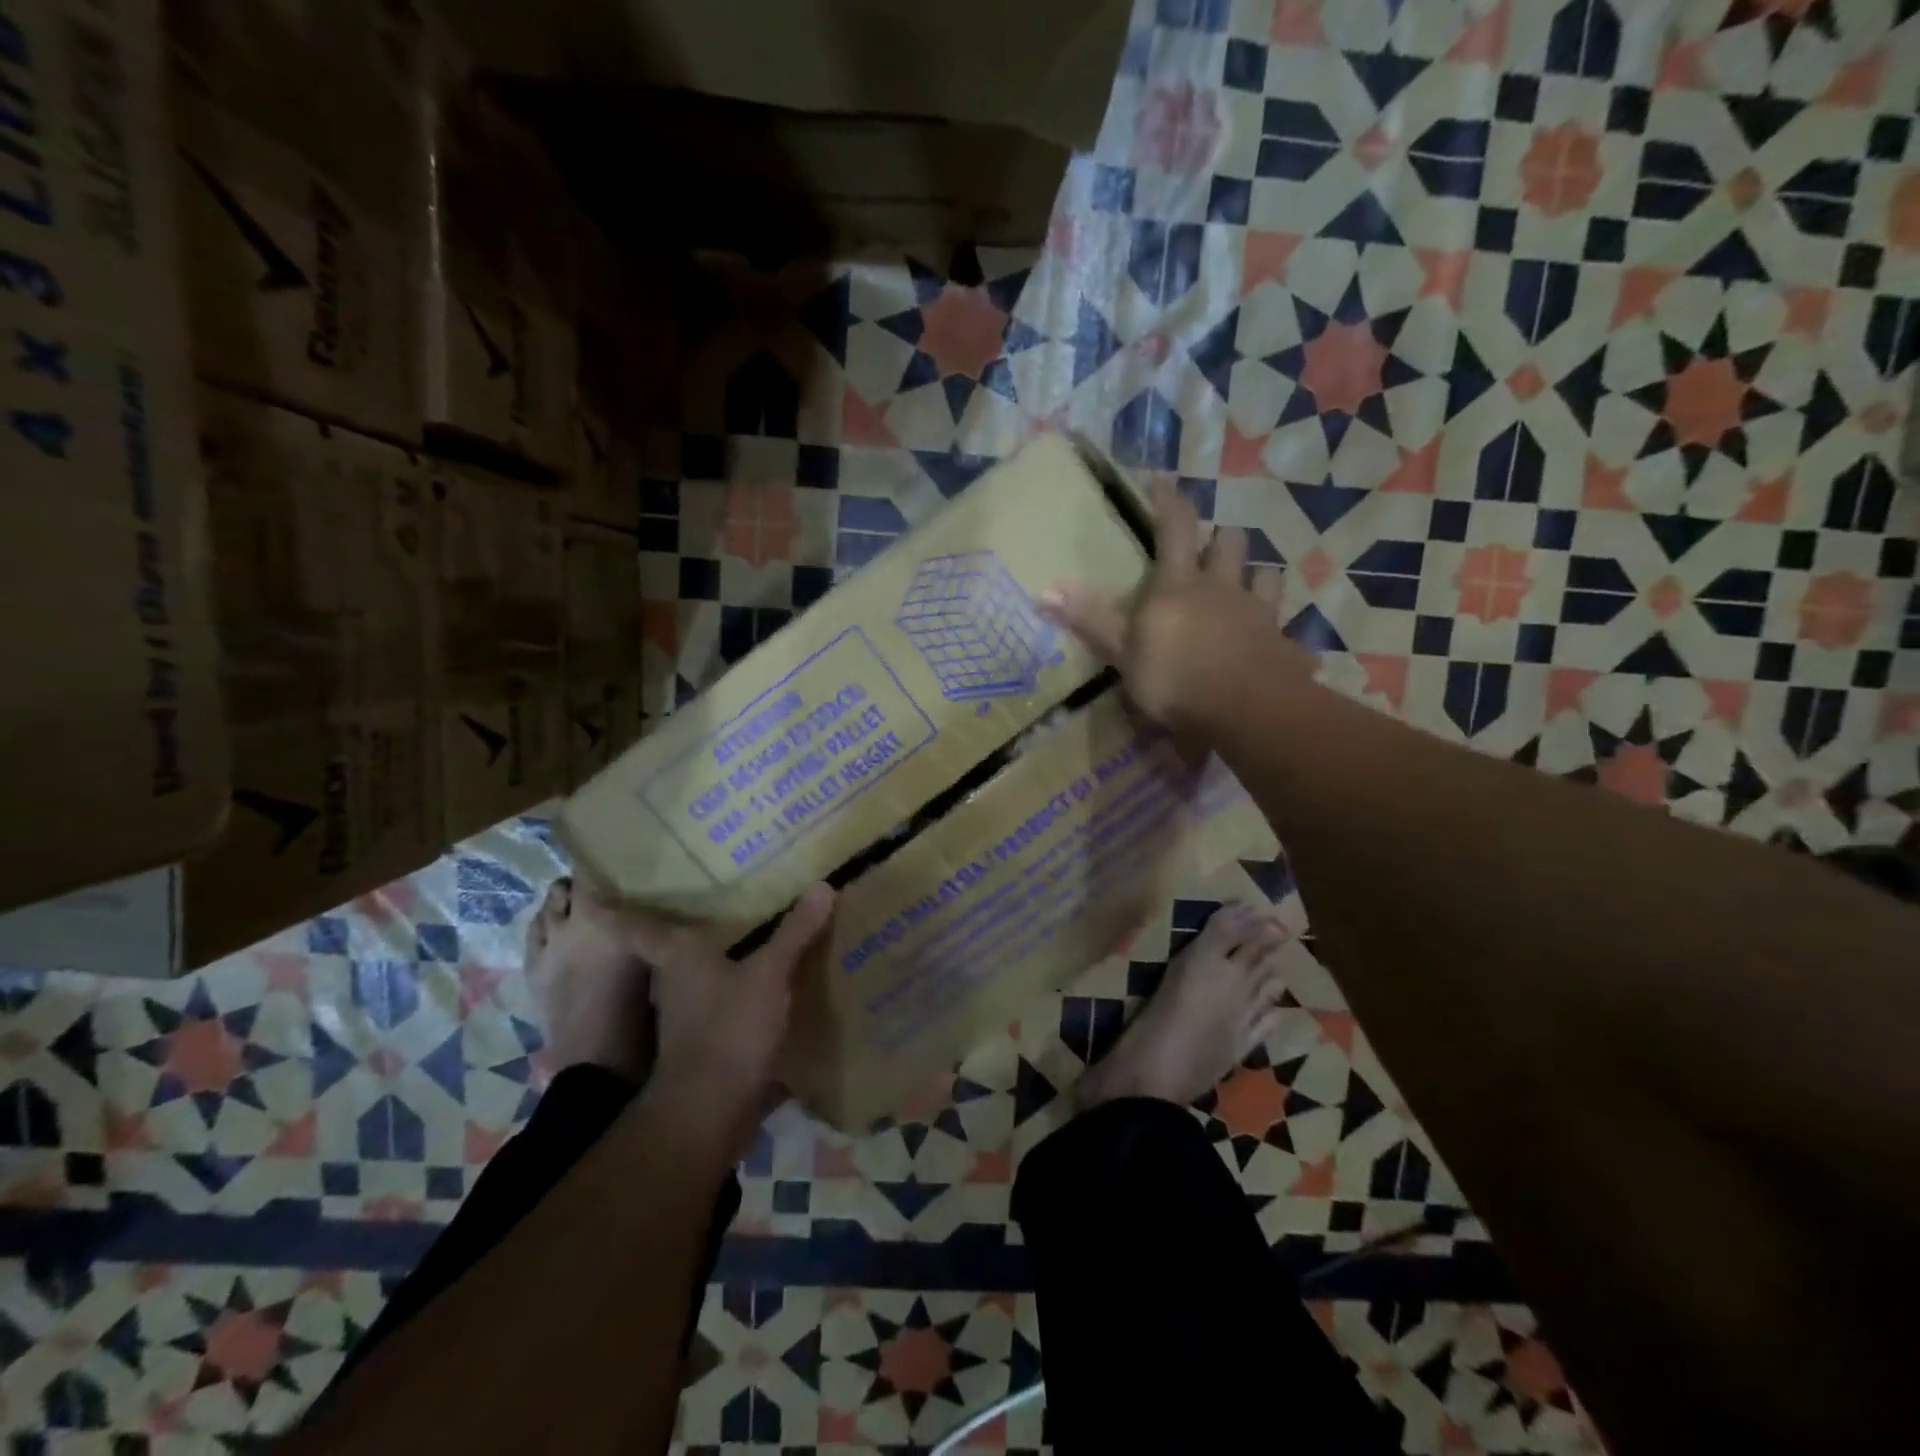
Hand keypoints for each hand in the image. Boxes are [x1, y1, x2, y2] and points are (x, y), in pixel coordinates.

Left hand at [616, 884, 835, 1156]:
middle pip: (669, 946)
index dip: (614, 904)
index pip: (633, 924)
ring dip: (715, 955)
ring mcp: (689, 1015)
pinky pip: (723, 1002)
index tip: (602, 882)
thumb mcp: (769, 974)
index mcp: (677, 955)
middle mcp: (674, 981)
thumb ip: (794, 932)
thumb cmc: (728, 1028)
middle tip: (710, 888)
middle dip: (683, 921)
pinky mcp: (709, 1042)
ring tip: (750, 927)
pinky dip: (738, 989)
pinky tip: (769, 980)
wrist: (711, 1112)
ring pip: (698, 974)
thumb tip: (823, 885)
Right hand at [1039, 478, 1308, 734]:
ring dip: (1255, 575)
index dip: (1168, 501)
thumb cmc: (1177, 680)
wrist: (1248, 710)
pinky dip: (1275, 629)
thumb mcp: (1123, 654)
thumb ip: (1091, 621)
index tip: (1162, 482)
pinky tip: (1271, 643)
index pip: (1175, 527)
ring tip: (1244, 589)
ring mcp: (1258, 613)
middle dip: (1220, 538)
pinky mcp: (1283, 643)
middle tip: (1208, 550)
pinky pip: (1283, 626)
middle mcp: (1222, 587)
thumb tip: (1043, 590)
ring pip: (1265, 574)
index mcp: (1179, 585)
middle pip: (1230, 542)